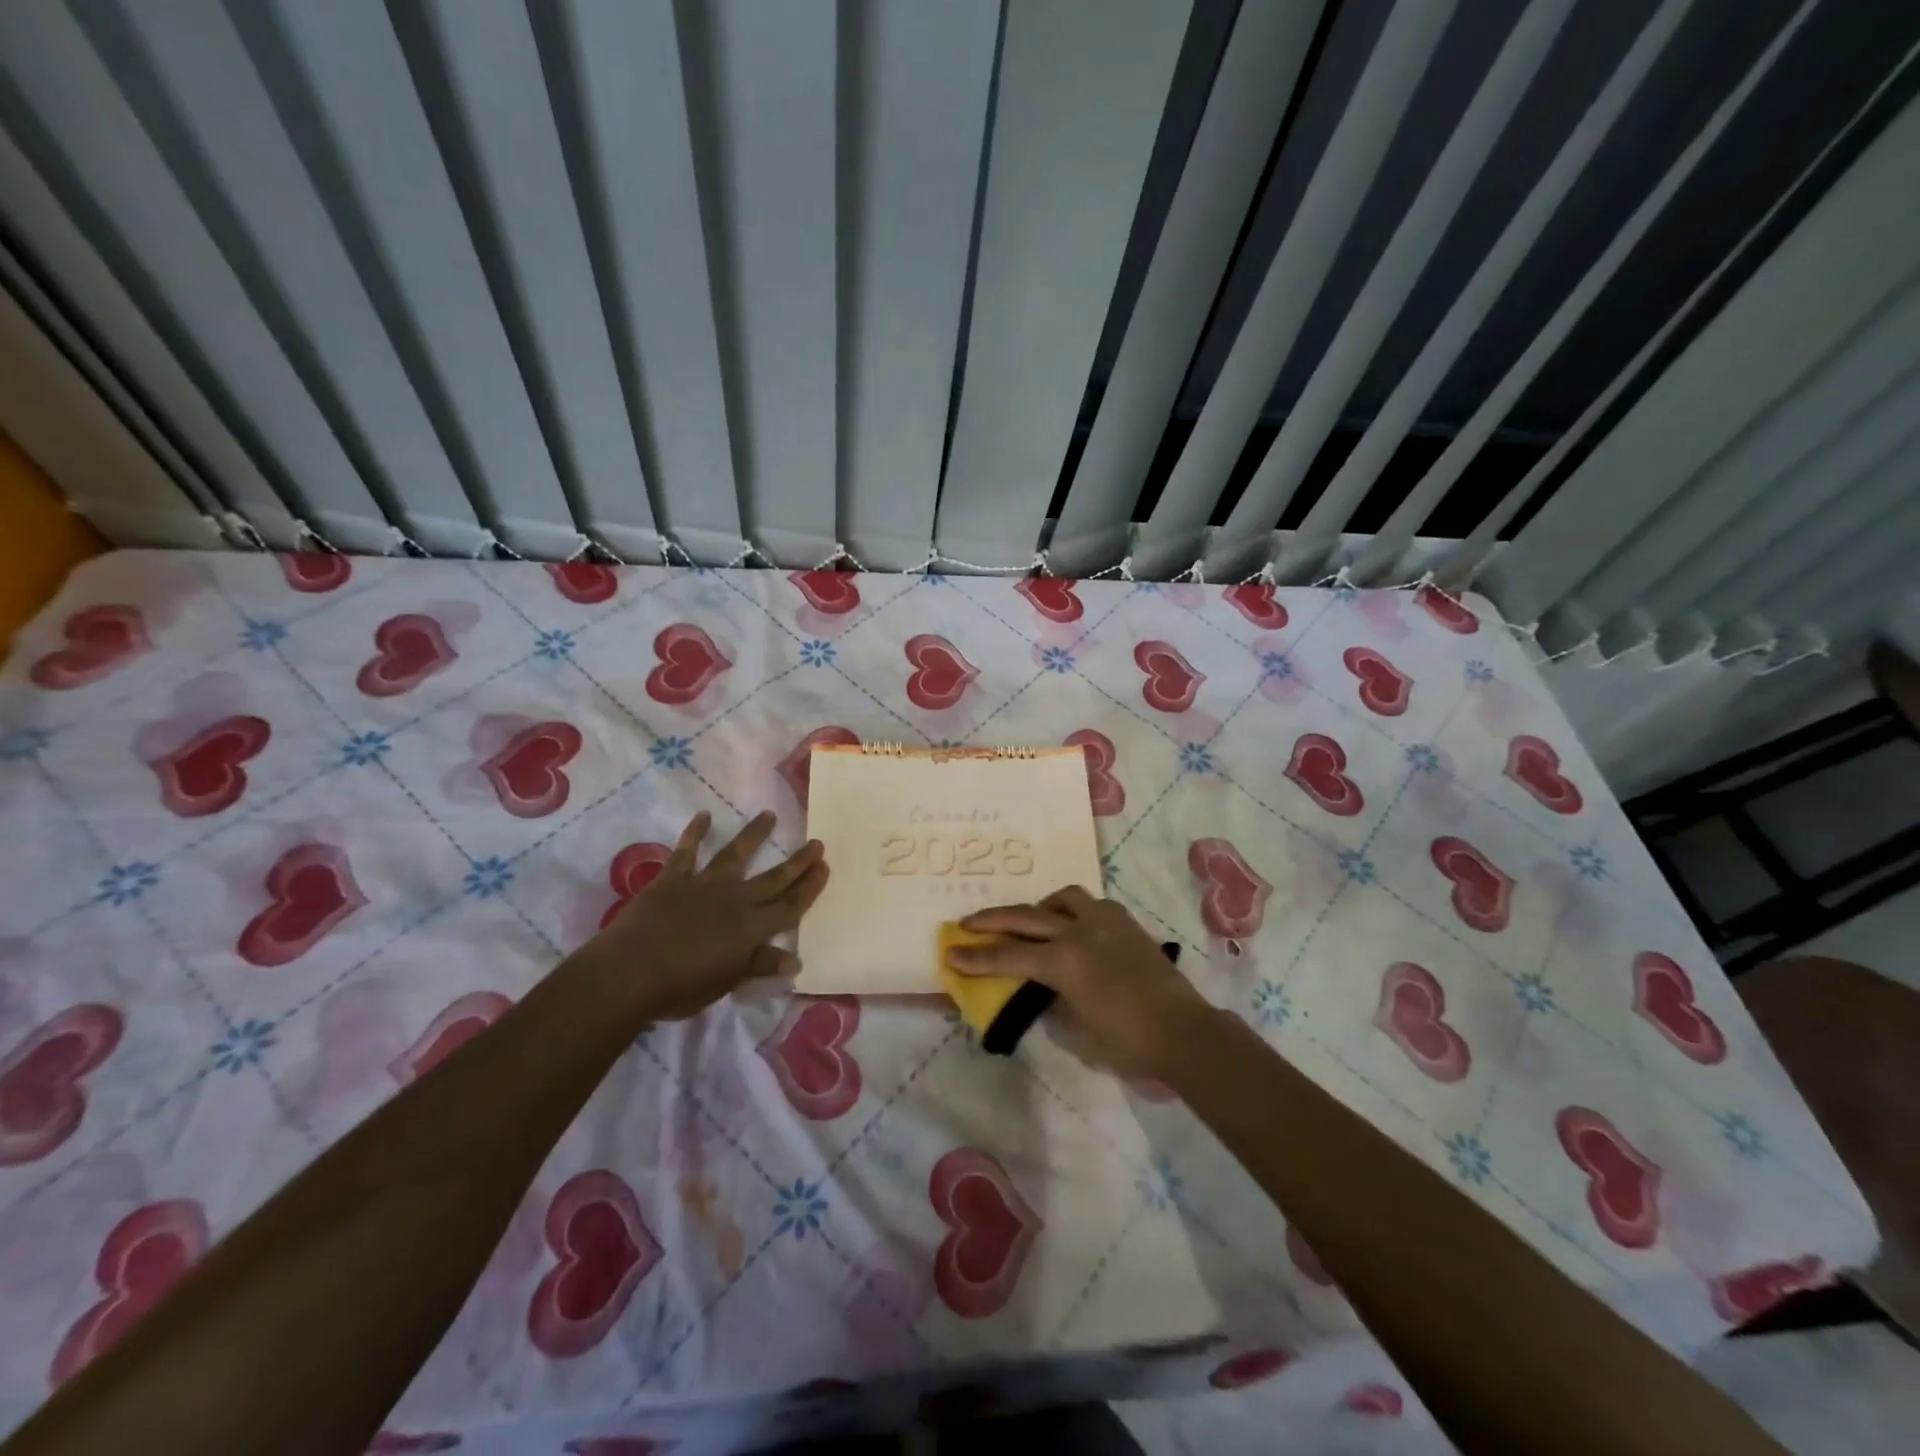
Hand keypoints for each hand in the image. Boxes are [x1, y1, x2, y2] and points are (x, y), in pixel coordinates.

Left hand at [577, 811, 827, 1020]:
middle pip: (773, 878)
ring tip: (769, 815)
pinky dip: (694, 833)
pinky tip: (703, 816)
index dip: (809, 889)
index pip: (790, 907)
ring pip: (735, 855)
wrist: (631, 972)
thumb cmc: (681, 987)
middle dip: (797, 862)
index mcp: (751, 928)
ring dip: (754, 835)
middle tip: (816, 842)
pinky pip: (686, 852)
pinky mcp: (672, 879)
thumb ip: (759, 965)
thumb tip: (794, 961)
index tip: (825, 868)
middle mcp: (735, 899)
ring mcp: (703, 885)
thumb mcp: (727, 981)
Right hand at [950, 886, 1212, 1080]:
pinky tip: (1073, 926)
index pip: (1008, 956)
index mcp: (1063, 962)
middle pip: (1025, 917)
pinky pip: (1090, 904)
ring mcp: (1104, 921)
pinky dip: (1072, 910)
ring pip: (1061, 899)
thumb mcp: (1077, 1029)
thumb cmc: (1128, 1042)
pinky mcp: (1125, 922)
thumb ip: (1052, 1000)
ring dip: (1038, 908)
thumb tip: (1041, 988)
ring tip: (1029, 920)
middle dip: (991, 921)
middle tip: (966, 923)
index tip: (951, 953)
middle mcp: (1079, 931)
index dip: (976, 957)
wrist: (1184, 1031)